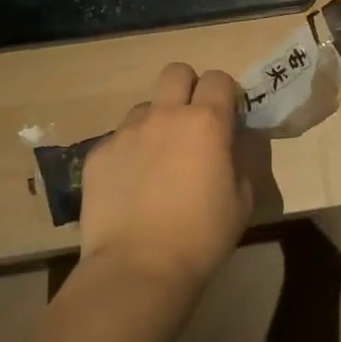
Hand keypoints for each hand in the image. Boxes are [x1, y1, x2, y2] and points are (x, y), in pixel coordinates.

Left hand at [77, 63, 251, 298]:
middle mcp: (165, 115)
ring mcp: (126, 132)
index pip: (218, 78)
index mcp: (206, 122)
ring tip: (157, 161)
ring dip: (156, 122)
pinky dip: (129, 153)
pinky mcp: (98, 153)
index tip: (227, 117)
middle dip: (187, 88)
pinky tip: (131, 186)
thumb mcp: (242, 200)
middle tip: (192, 123)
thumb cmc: (201, 237)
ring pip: (145, 107)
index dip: (225, 94)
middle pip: (176, 72)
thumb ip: (239, 161)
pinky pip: (119, 139)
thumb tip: (229, 145)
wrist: (137, 269)